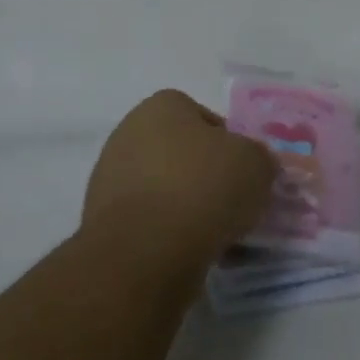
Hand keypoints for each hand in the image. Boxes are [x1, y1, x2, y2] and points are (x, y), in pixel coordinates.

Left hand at [81, 90, 277, 277]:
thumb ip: (258, 159)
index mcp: (162, 106)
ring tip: (215, 235)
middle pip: (181, 153)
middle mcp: (129, 133)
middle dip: (205, 176)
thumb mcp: (256, 163)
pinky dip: (168, 235)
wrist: (145, 252)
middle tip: (232, 204)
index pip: (204, 117)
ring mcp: (110, 178)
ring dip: (187, 207)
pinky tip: (189, 253)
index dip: (228, 144)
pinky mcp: (101, 222)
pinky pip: (148, 222)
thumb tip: (253, 167)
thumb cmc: (203, 188)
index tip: (243, 172)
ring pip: (164, 190)